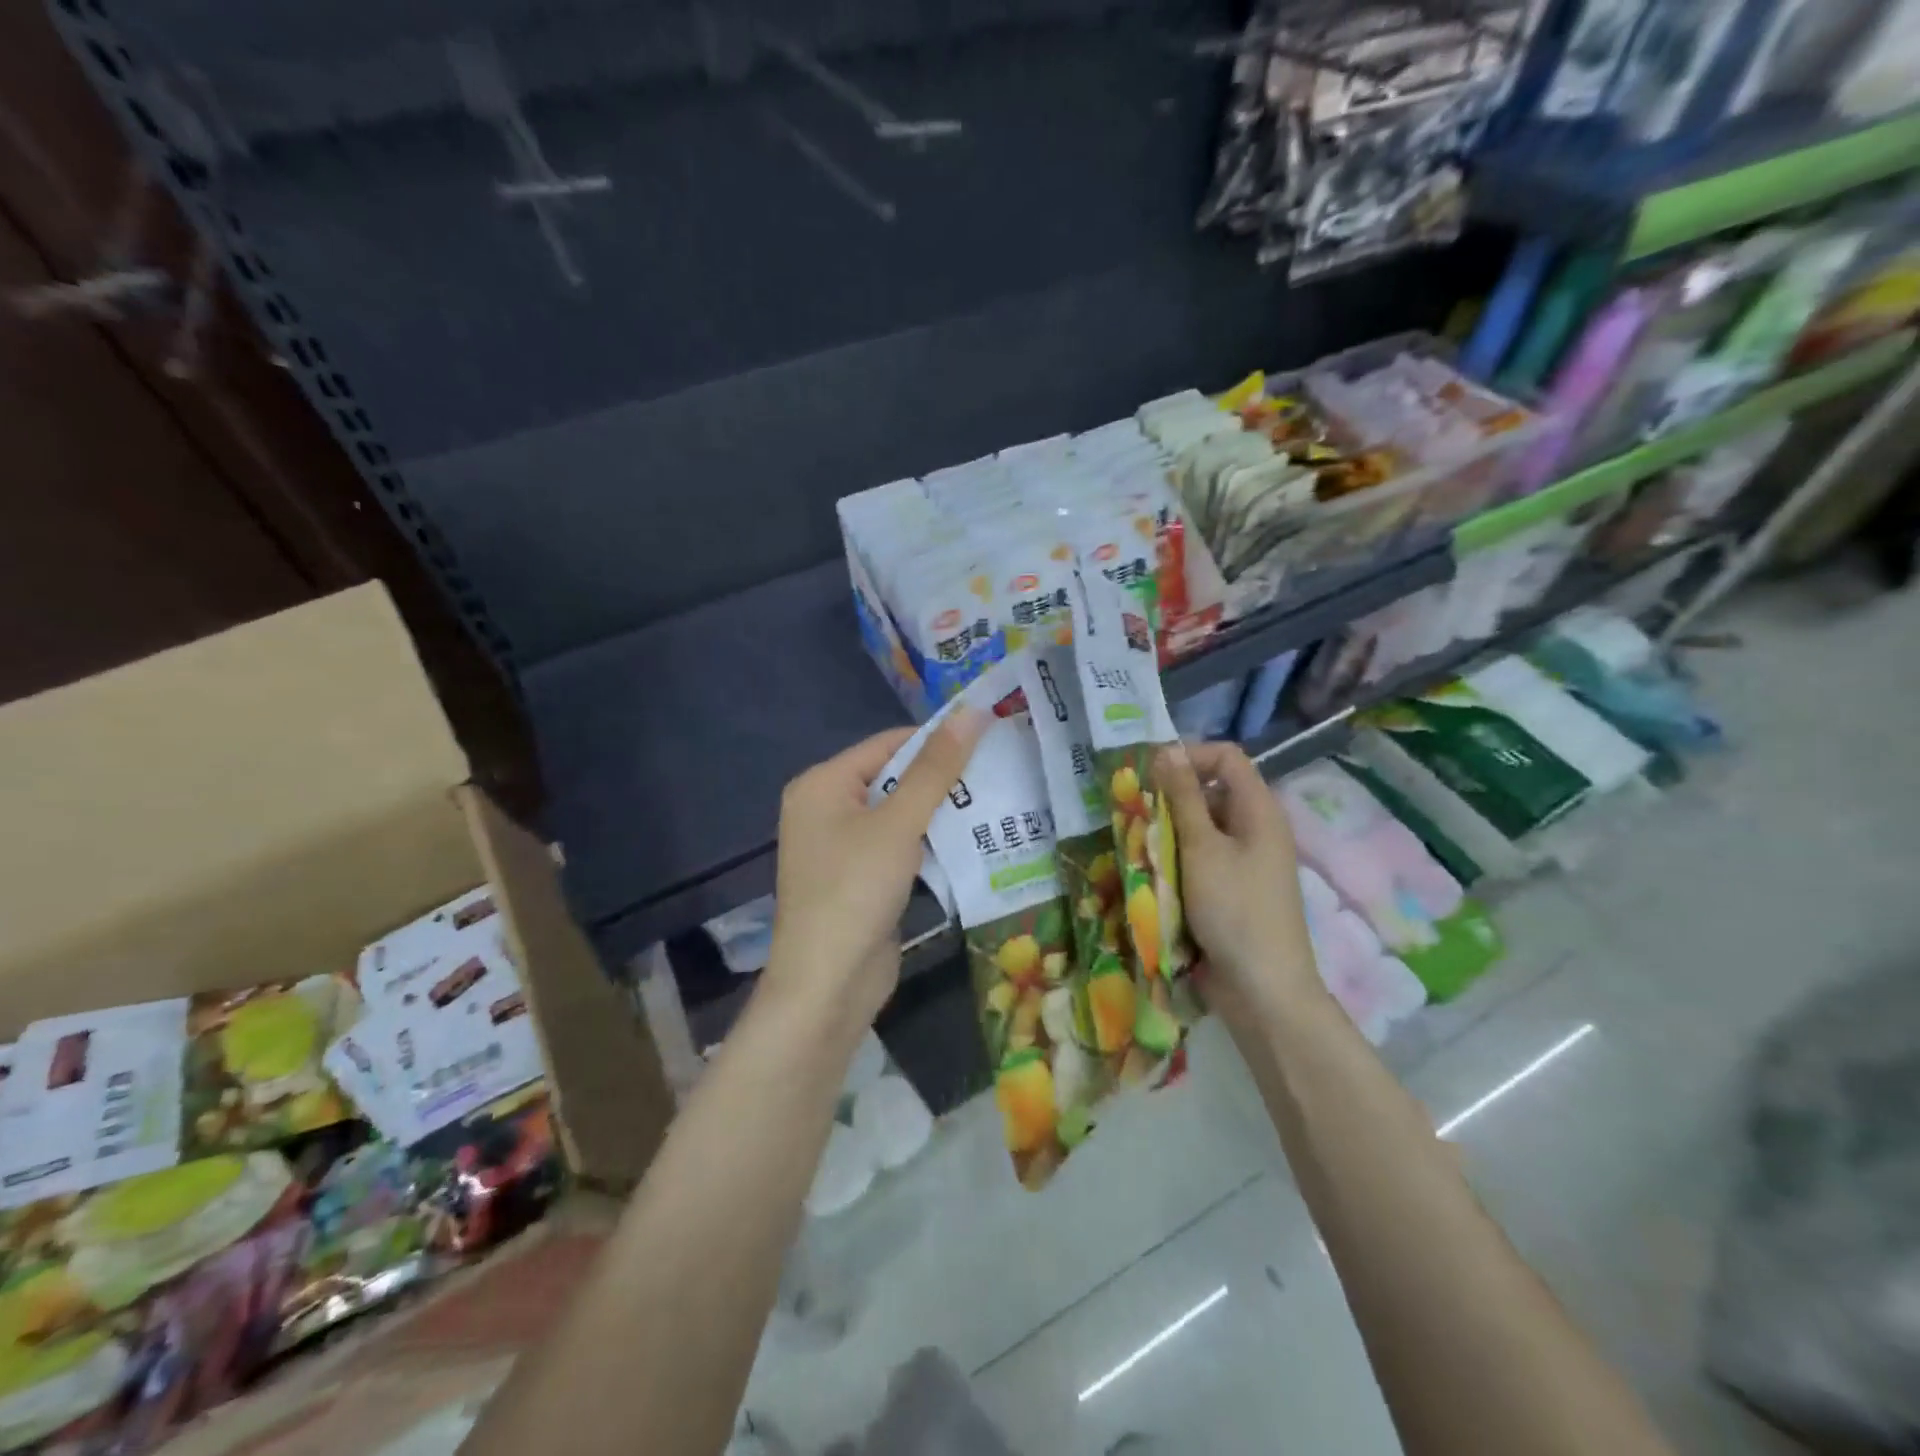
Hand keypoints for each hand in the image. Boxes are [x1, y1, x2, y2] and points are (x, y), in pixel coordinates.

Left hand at [766, 709, 987, 1024]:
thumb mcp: (898, 823)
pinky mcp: (860, 878)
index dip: (937, 740)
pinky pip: (899, 846)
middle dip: (943, 778)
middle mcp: (826, 808)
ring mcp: (841, 846)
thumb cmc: (855, 891)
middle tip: (1000, 771)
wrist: (827, 986)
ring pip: (900, 814)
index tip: (990, 738)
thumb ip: (936, 769)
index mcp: (822, 784)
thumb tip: (971, 711)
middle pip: (893, 777)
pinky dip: (929, 842)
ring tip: (997, 800)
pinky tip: (972, 841)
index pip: (888, 744)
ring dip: (942, 812)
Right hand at [1157, 741, 1327, 1035]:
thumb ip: (1183, 797)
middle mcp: (1254, 829)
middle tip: (1136, 816)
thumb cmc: (1234, 910)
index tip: (1149, 776)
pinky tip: (1152, 875)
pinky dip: (1175, 860)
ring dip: (1168, 832)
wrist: (1262, 990)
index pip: (1226, 757)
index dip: (1189, 755)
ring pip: (1200, 827)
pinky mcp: (1229, 889)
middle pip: (1211, 791)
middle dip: (1171, 798)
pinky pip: (1199, 859)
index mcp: (1259, 810)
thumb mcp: (1202, 848)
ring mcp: (1243, 861)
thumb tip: (1167, 748)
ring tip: (1139, 848)